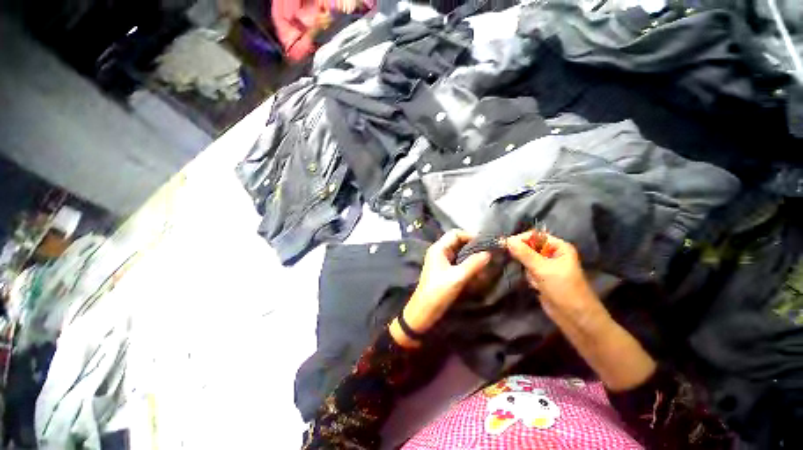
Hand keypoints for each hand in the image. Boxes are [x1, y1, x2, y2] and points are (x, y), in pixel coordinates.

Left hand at [391, 231, 490, 346]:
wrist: (423, 311)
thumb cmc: (438, 292)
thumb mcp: (458, 277)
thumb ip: (473, 264)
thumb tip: (489, 253)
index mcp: (438, 248)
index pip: (456, 233)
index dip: (470, 235)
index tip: (486, 243)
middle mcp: (439, 252)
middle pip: (457, 241)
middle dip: (472, 245)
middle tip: (488, 251)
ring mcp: (440, 261)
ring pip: (458, 252)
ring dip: (471, 254)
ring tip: (485, 260)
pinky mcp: (443, 270)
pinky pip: (457, 261)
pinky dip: (467, 263)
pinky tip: (477, 269)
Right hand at [505, 232, 603, 325]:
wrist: (575, 317)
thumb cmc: (563, 289)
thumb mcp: (543, 269)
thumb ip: (524, 253)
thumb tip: (506, 240)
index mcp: (558, 247)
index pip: (534, 236)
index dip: (520, 239)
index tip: (505, 245)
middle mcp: (552, 254)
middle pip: (529, 247)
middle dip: (523, 256)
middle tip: (521, 264)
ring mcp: (547, 266)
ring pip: (526, 259)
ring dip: (527, 268)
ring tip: (534, 280)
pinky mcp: (542, 277)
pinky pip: (528, 270)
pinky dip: (528, 276)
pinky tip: (535, 285)